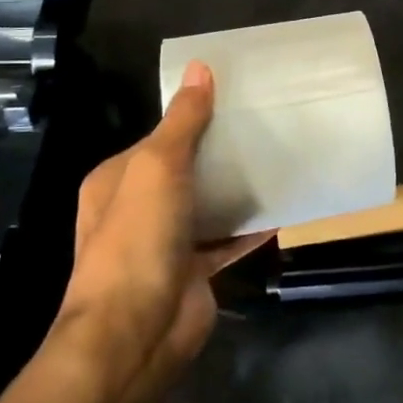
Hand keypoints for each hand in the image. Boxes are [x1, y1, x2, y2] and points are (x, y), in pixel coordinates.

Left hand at [59, 61, 267, 370]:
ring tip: (280, 160)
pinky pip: (227, 240)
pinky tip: (284, 209)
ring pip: (208, 204)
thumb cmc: (138, 241)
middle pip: (186, 170)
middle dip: (220, 152)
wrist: (134, 335)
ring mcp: (166, 243)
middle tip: (267, 127)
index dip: (193, 118)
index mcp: (118, 180)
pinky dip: (251, 227)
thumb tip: (200, 67)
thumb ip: (183, 121)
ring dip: (237, 189)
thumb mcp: (158, 168)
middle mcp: (137, 208)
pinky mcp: (194, 271)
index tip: (237, 100)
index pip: (159, 138)